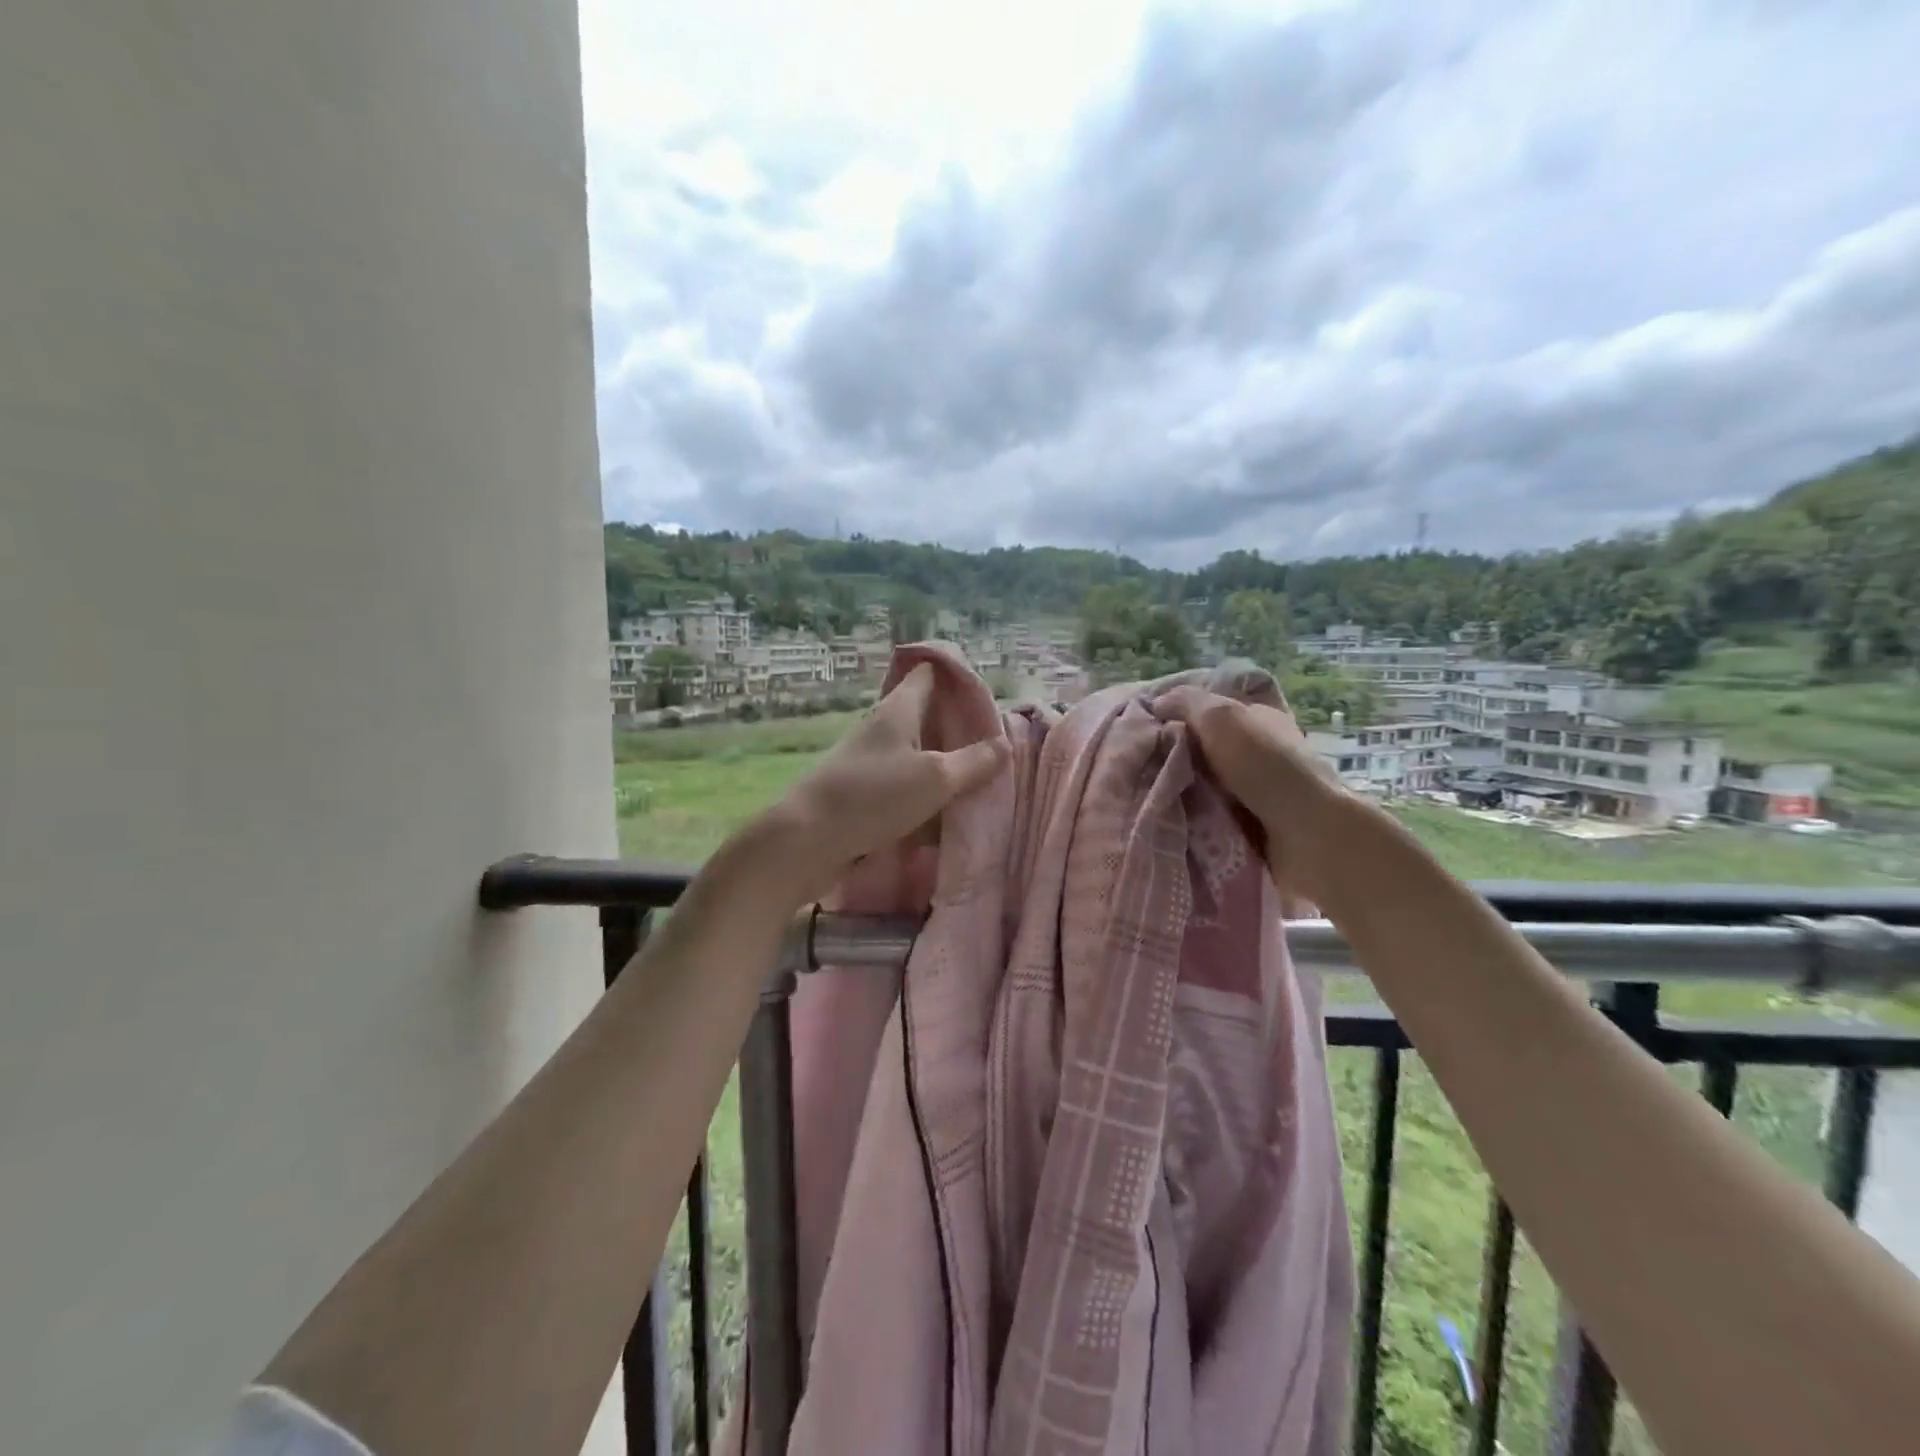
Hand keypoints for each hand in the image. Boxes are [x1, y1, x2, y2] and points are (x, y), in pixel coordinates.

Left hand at [754, 663, 1007, 902]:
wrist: (807, 841)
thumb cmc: (873, 797)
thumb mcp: (935, 778)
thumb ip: (973, 762)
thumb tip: (1004, 744)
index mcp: (898, 710)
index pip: (928, 674)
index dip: (956, 674)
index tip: (987, 690)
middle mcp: (882, 729)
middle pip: (925, 715)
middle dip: (957, 725)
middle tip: (995, 740)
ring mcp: (870, 762)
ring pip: (916, 753)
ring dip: (944, 762)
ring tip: (981, 776)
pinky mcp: (864, 793)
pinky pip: (904, 785)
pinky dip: (926, 793)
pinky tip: (947, 811)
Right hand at [1160, 687, 1350, 909]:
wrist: (1308, 836)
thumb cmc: (1266, 767)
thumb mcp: (1222, 718)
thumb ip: (1187, 702)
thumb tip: (1156, 703)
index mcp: (1255, 719)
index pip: (1207, 709)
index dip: (1174, 713)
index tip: (1138, 725)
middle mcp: (1254, 752)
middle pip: (1199, 747)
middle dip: (1168, 755)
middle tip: (1132, 762)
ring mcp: (1251, 791)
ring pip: (1198, 783)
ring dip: (1174, 789)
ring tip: (1139, 793)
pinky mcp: (1246, 825)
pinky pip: (1204, 815)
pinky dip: (1187, 816)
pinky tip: (1162, 816)